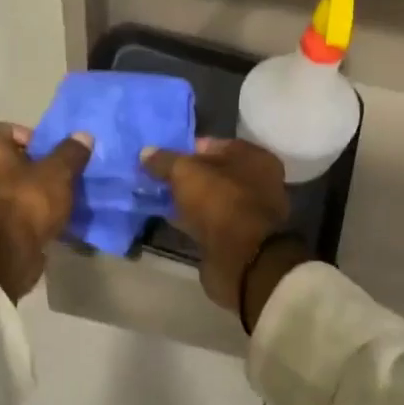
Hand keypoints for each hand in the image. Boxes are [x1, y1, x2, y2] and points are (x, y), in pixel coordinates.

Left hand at [0, 122, 92, 299]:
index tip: (58, 152)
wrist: (3, 256)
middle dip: (43, 166)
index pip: (14, 129)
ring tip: (69, 196)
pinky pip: (21, 210)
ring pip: (21, 187)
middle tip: (69, 172)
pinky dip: (37, 213)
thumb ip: (71, 152)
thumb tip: (84, 135)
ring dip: (42, 191)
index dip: (38, 138)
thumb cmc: (26, 201)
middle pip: (18, 159)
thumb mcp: (57, 172)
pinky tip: (59, 218)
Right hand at [140, 138, 299, 318]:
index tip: (160, 157)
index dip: (185, 149)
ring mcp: (249, 212)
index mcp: (254, 157)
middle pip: (213, 172)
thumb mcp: (185, 172)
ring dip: (187, 199)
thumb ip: (164, 160)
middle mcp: (258, 181)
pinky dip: (191, 219)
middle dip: (185, 176)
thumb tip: (146, 152)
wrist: (241, 259)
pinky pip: (208, 220)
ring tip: (157, 196)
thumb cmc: (220, 201)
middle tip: (155, 177)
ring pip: (210, 198)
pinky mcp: (237, 237)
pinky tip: (169, 218)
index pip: (213, 145)